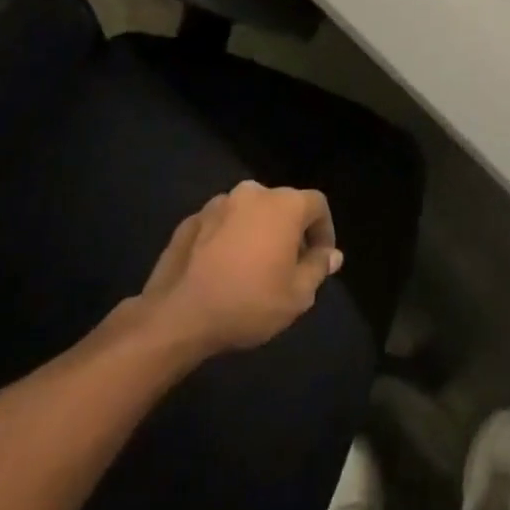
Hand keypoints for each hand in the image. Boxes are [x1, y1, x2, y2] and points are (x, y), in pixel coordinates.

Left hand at [113, 181, 342, 360]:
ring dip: (256, 233)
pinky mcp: (189, 221)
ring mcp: (217, 204)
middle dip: (289, 231)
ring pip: (249, 213)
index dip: (324, 231)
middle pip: (282, 205)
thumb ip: (319, 268)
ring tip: (252, 267)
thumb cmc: (248, 302)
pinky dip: (227, 240)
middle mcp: (252, 193)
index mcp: (284, 205)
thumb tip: (332, 255)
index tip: (319, 259)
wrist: (177, 316)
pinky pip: (220, 225)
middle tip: (287, 265)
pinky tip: (222, 270)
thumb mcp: (297, 295)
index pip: (317, 205)